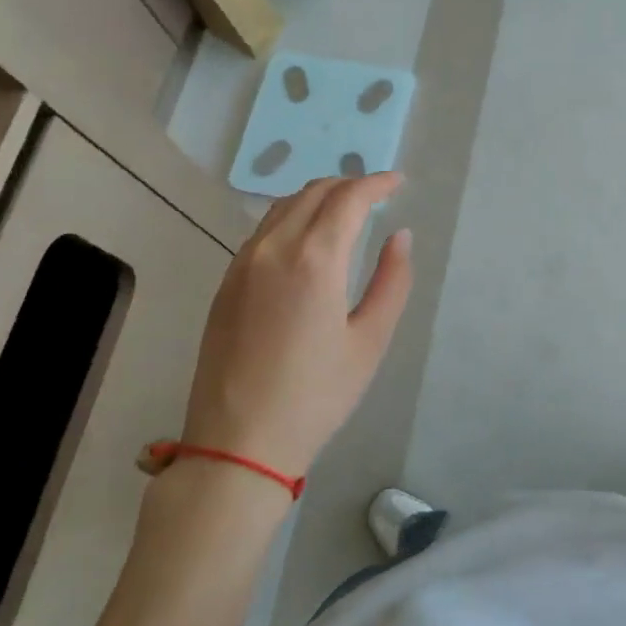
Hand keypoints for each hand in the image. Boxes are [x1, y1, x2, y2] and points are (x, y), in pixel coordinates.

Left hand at [182, 173, 412, 477]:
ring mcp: (242, 264)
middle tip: (376, 195)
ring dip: (318, 197)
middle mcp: (273, 248)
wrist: (238, 442)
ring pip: (283, 207)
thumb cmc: (316, 396)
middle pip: (313, 192)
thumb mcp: (369, 341)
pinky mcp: (226, 283)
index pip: (348, 198)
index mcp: (314, 259)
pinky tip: (307, 240)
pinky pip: (263, 231)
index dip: (376, 183)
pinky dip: (292, 218)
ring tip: (345, 211)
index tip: (398, 183)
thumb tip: (400, 236)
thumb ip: (392, 281)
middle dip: (348, 184)